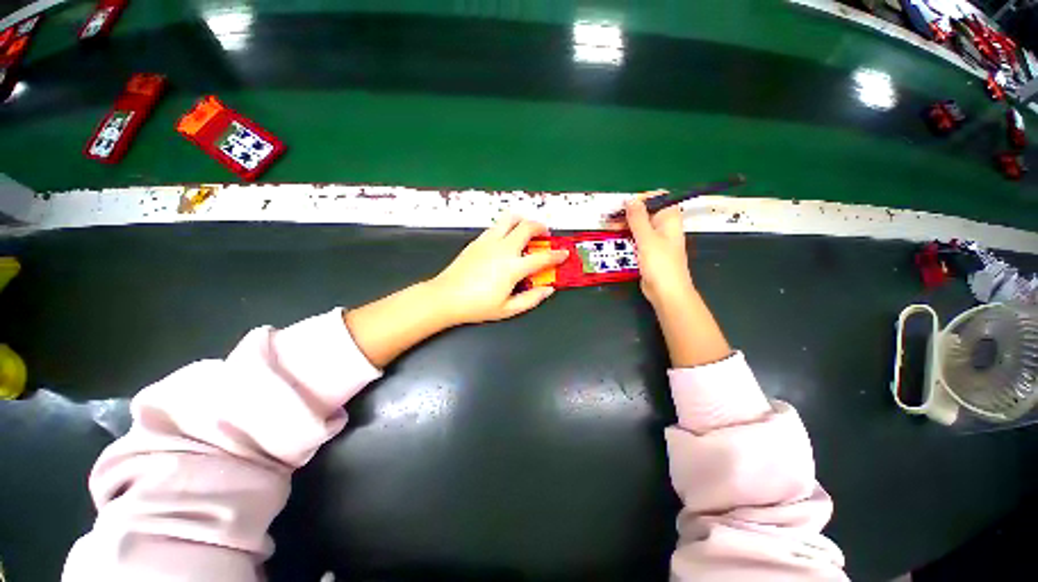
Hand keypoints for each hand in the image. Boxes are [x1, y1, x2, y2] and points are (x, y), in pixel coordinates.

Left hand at [430, 214, 568, 324]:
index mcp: (513, 267)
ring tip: (526, 229)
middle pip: (527, 226)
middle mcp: (503, 249)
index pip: (542, 257)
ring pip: (510, 218)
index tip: (564, 253)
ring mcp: (488, 241)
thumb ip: (531, 299)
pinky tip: (506, 238)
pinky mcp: (477, 241)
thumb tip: (548, 289)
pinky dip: (507, 226)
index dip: (557, 255)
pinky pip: (496, 226)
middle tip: (545, 234)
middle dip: (541, 227)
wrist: (445, 297)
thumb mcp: (508, 309)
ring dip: (522, 220)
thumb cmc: (477, 306)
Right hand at [621, 192, 694, 307]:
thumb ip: (637, 218)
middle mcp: (664, 227)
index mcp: (669, 219)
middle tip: (611, 217)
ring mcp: (657, 240)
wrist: (666, 292)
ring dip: (626, 225)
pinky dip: (628, 236)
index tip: (624, 205)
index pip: (658, 198)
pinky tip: (616, 238)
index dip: (642, 198)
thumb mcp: (646, 238)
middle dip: (630, 212)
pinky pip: (638, 239)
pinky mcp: (649, 252)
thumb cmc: (660, 263)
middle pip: (647, 212)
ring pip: (640, 226)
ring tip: (609, 226)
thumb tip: (630, 200)